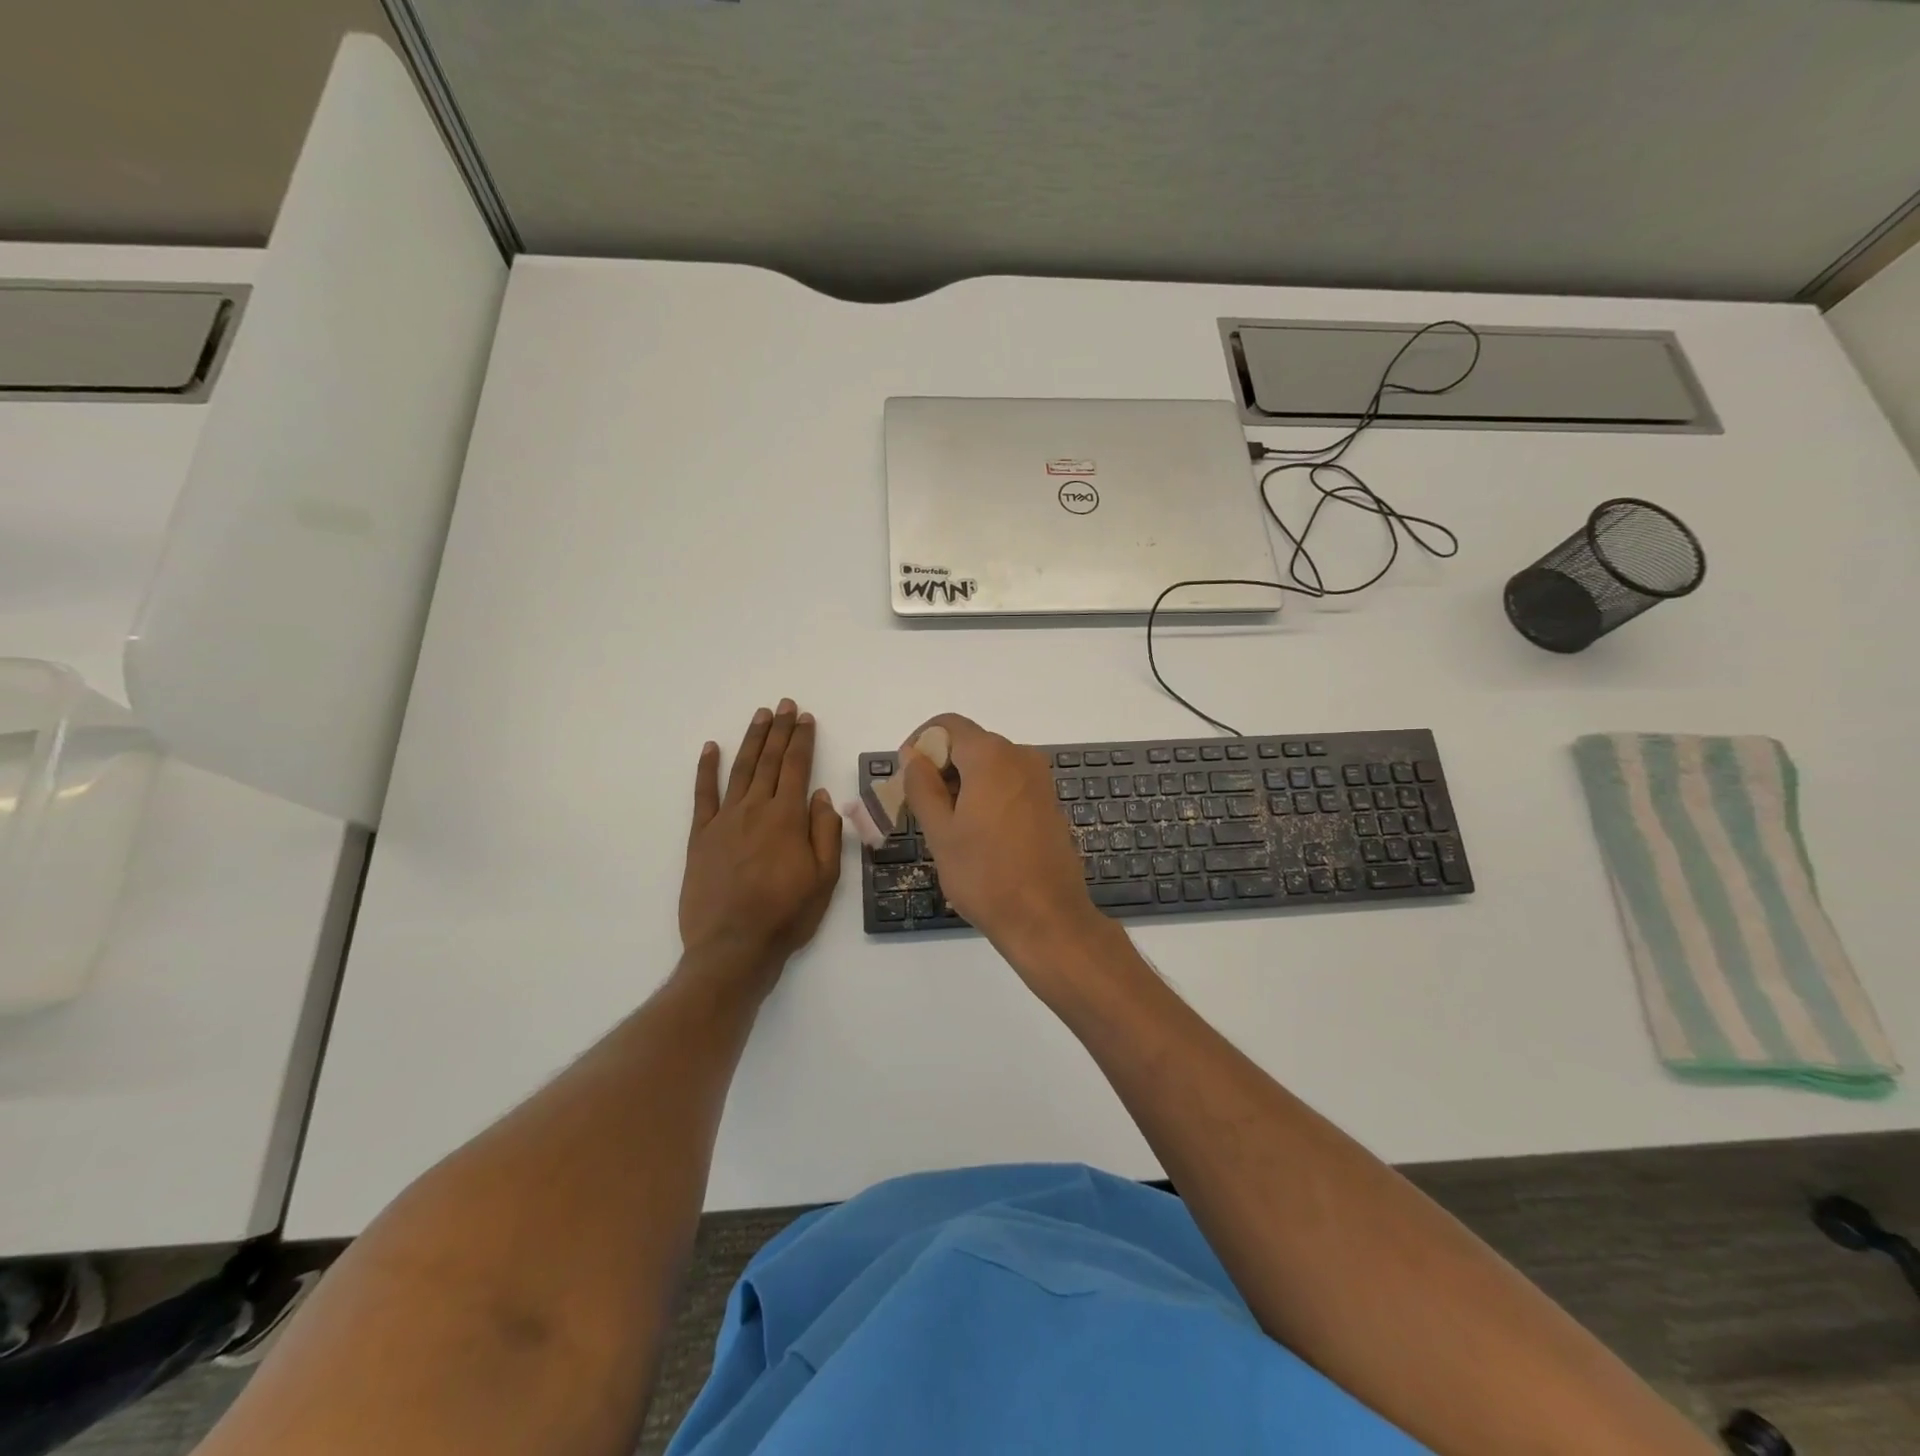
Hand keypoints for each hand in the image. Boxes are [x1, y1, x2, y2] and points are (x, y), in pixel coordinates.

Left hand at [679, 700, 842, 989]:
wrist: (733, 946)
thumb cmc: (786, 915)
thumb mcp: (824, 878)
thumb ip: (825, 833)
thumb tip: (822, 796)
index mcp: (787, 818)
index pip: (798, 767)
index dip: (802, 740)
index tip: (806, 718)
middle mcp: (755, 809)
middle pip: (770, 761)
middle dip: (780, 730)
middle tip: (785, 705)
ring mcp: (724, 820)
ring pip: (741, 770)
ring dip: (752, 740)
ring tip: (760, 716)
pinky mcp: (700, 836)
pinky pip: (703, 794)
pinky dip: (706, 769)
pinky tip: (711, 748)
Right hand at [900, 714, 1102, 958]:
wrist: (1047, 918)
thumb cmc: (985, 875)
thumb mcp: (940, 832)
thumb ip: (922, 786)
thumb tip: (913, 755)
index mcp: (991, 756)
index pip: (948, 725)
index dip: (920, 742)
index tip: (905, 776)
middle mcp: (1020, 757)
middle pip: (970, 744)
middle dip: (940, 766)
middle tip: (919, 806)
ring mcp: (1039, 780)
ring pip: (990, 765)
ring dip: (962, 783)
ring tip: (945, 825)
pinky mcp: (1048, 803)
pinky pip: (1009, 784)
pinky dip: (986, 795)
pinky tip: (976, 833)